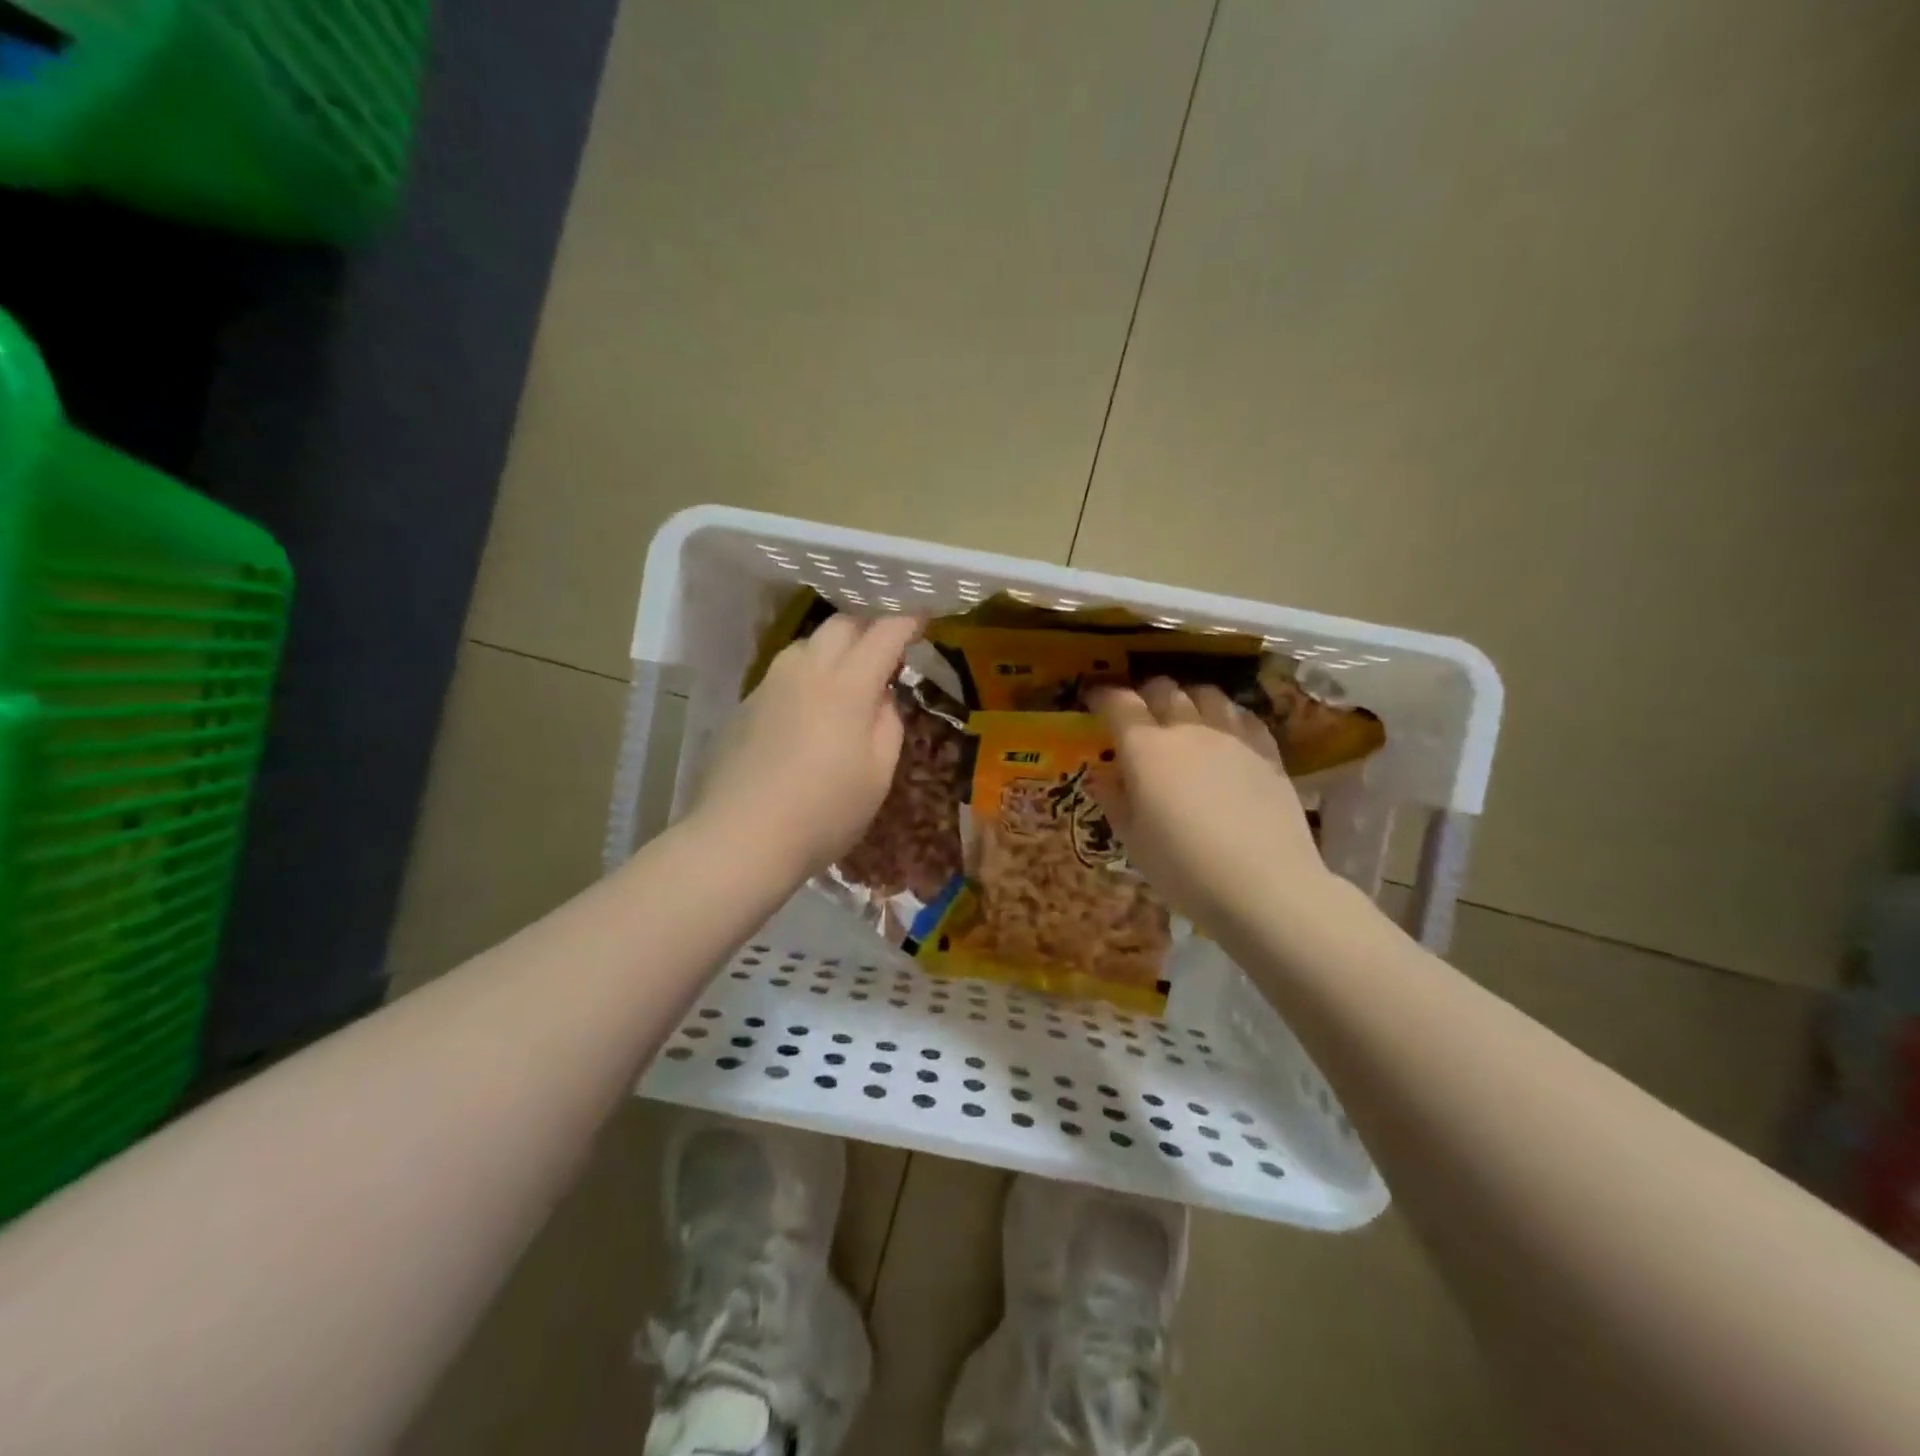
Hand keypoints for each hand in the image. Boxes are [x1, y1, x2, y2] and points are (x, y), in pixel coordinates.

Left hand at [693, 613, 921, 876]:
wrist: (741, 837)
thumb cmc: (824, 813)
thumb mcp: (878, 776)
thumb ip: (888, 725)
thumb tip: (881, 697)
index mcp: (847, 687)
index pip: (883, 634)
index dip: (906, 621)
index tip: (921, 617)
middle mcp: (806, 672)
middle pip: (840, 624)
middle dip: (868, 625)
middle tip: (886, 644)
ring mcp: (770, 685)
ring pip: (806, 644)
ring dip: (832, 648)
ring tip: (845, 674)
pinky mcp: (745, 705)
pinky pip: (783, 673)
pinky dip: (805, 676)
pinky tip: (807, 709)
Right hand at [1088, 678, 1329, 931]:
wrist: (1264, 885)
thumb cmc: (1183, 868)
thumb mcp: (1132, 841)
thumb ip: (1113, 800)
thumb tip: (1102, 776)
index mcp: (1145, 748)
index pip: (1118, 703)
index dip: (1102, 696)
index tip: (1094, 699)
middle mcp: (1188, 729)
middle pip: (1164, 689)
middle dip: (1145, 693)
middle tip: (1138, 713)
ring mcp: (1232, 736)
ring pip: (1207, 694)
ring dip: (1189, 698)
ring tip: (1184, 716)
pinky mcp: (1268, 752)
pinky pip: (1245, 715)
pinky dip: (1228, 715)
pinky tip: (1227, 733)